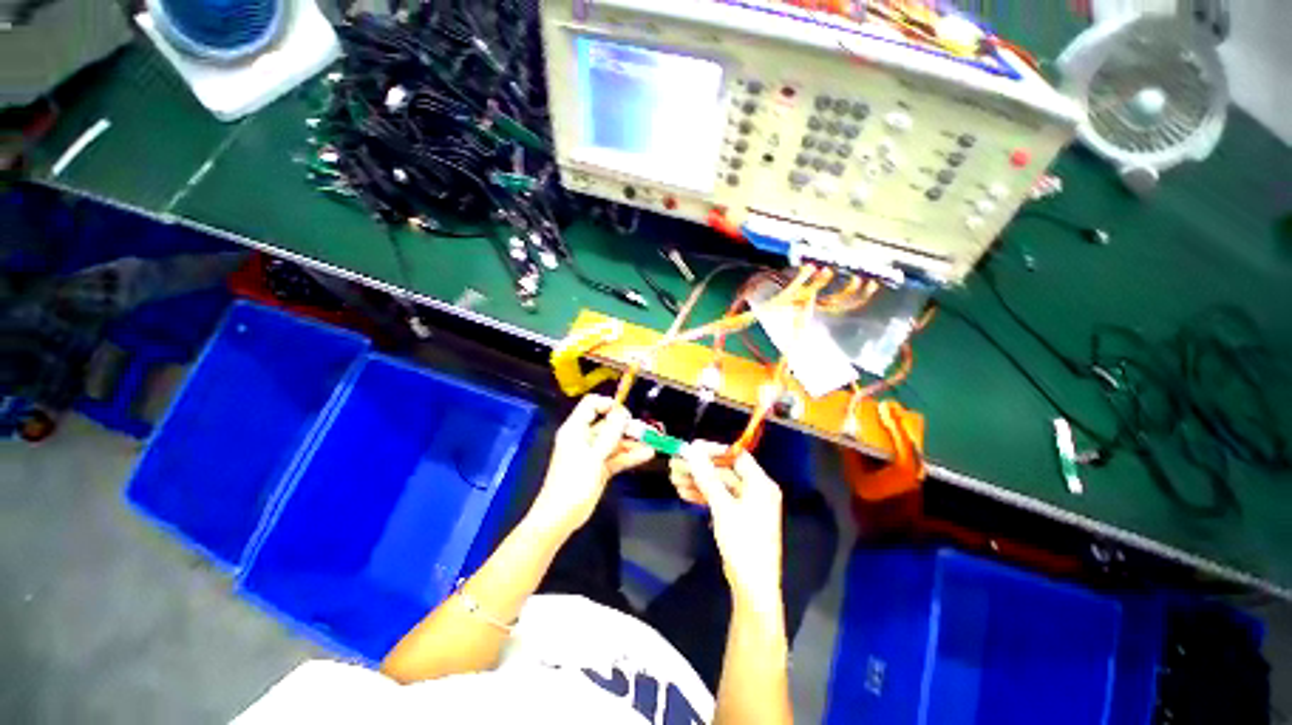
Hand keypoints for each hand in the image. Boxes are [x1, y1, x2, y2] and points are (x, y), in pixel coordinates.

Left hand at [528, 395, 654, 534]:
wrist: (560, 517)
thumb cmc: (573, 483)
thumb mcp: (593, 456)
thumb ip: (609, 434)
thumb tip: (622, 413)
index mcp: (576, 429)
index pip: (591, 405)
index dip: (609, 405)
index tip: (626, 414)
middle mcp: (585, 438)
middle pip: (608, 424)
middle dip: (628, 426)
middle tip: (648, 431)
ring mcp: (593, 453)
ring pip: (615, 441)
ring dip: (633, 442)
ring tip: (653, 442)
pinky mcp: (600, 467)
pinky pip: (617, 457)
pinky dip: (630, 456)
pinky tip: (647, 455)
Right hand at [680, 443, 783, 602]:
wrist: (752, 586)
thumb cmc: (743, 542)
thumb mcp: (722, 506)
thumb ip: (707, 476)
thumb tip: (691, 450)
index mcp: (760, 483)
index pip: (736, 456)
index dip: (713, 450)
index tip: (691, 448)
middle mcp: (755, 490)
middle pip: (724, 470)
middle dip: (700, 468)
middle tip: (676, 464)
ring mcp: (746, 504)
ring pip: (719, 485)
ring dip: (698, 481)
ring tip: (674, 478)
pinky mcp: (737, 516)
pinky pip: (719, 498)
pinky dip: (703, 495)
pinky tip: (684, 492)